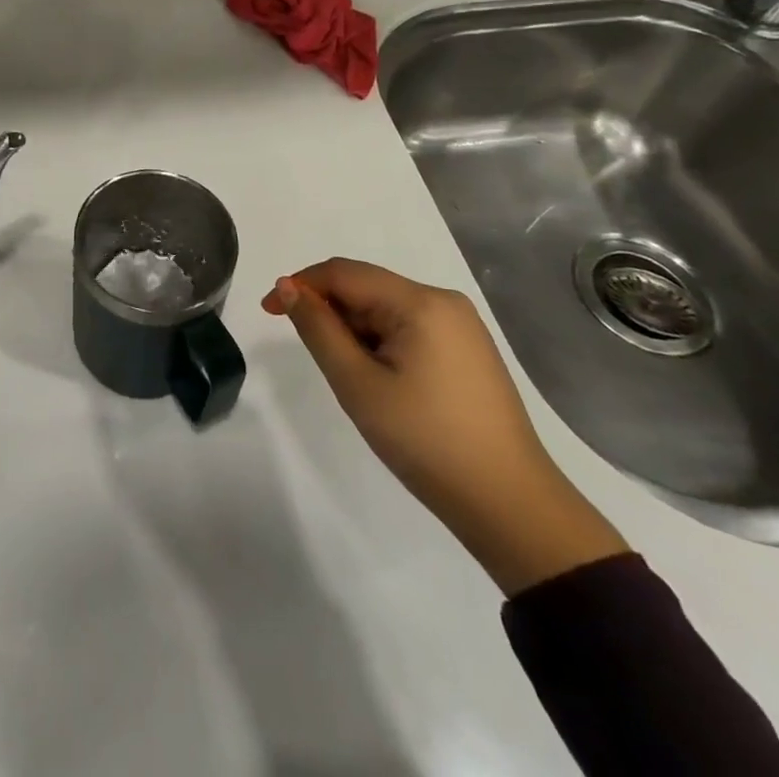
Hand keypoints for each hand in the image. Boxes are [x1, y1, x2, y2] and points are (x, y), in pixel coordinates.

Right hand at [263, 259, 627, 594]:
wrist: (510, 506)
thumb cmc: (426, 441)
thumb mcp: (358, 384)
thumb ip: (318, 329)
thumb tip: (287, 287)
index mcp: (420, 301)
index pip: (344, 273)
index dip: (300, 285)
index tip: (268, 313)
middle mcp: (443, 301)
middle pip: (366, 288)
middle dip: (330, 312)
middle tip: (315, 359)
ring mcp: (461, 326)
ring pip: (386, 310)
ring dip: (355, 331)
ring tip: (353, 380)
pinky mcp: (468, 351)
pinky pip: (409, 328)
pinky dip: (381, 343)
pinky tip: (381, 382)